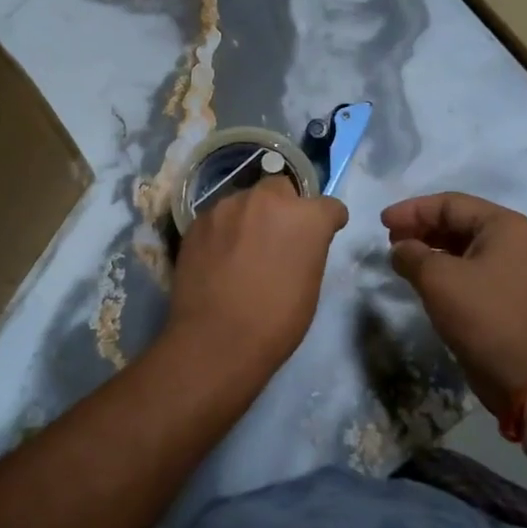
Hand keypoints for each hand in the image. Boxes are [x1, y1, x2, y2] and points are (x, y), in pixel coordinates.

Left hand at [166, 176, 347, 380]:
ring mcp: (227, 206)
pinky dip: (223, 231)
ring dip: (249, 216)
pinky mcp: (198, 220)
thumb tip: (297, 243)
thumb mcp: (310, 284)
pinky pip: (218, 217)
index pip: (328, 206)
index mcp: (305, 216)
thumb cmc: (276, 321)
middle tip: (276, 237)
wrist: (216, 339)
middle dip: (284, 206)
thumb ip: (308, 248)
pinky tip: (218, 257)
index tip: (323, 234)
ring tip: (242, 249)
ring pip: (245, 200)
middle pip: (281, 188)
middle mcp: (267, 199)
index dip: (328, 221)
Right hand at [383, 192, 526, 413]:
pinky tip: (425, 282)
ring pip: (466, 249)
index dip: (412, 210)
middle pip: (461, 223)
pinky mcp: (514, 298)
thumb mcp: (437, 279)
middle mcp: (518, 242)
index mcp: (506, 226)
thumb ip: (411, 254)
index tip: (382, 222)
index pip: (451, 204)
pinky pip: (475, 272)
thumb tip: (400, 249)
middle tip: (390, 240)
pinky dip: (447, 271)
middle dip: (422, 229)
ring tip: (402, 260)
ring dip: (432, 251)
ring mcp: (519, 272)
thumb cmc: (483, 316)